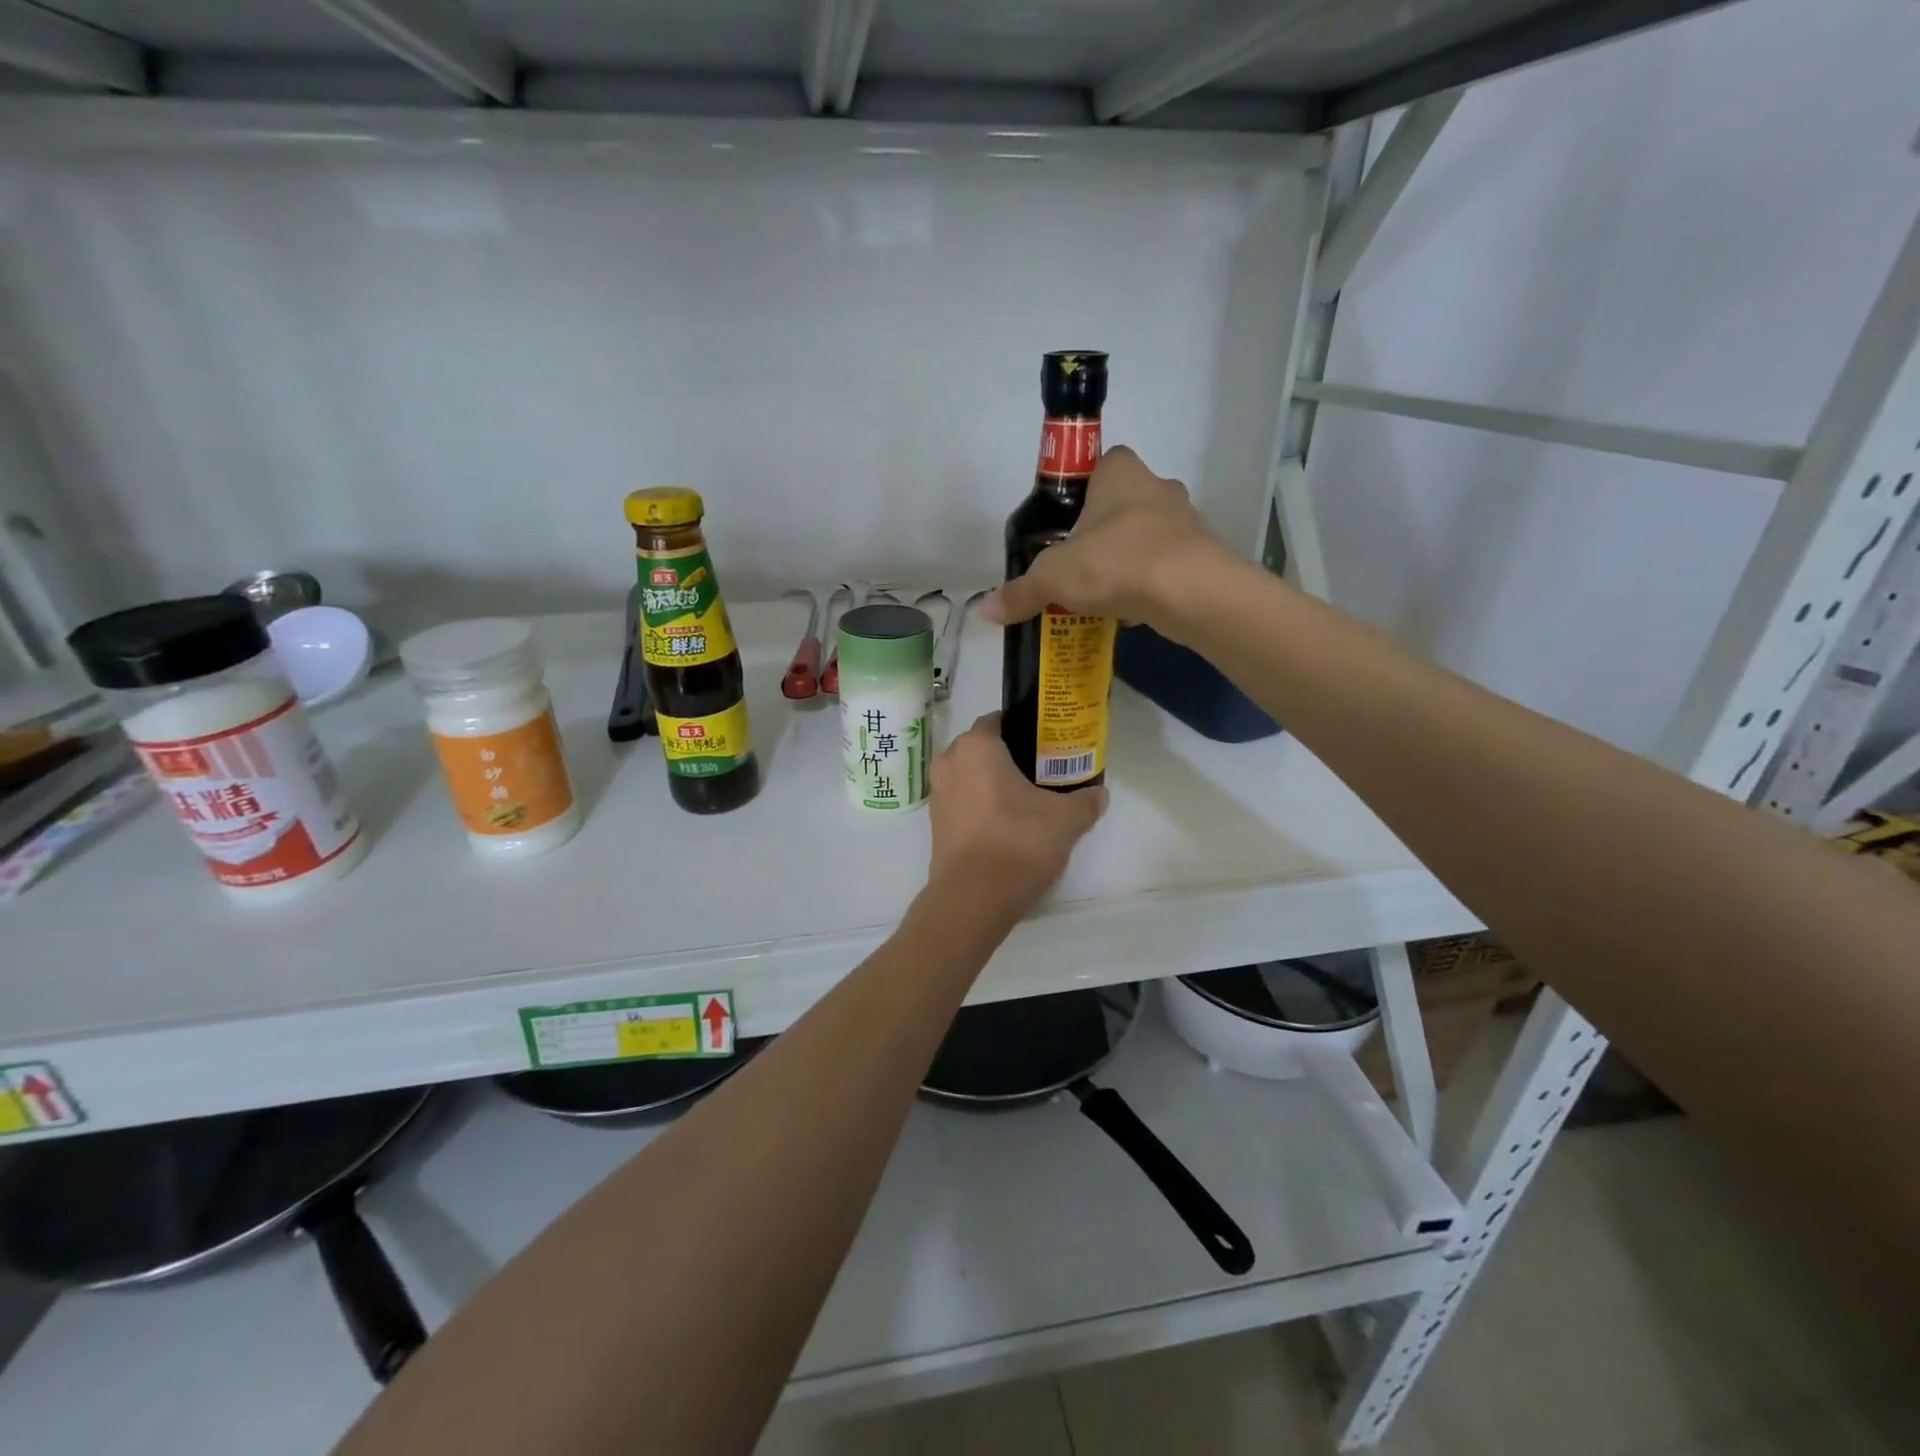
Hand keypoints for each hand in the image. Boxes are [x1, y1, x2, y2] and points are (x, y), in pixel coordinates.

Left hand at [928, 712, 1107, 918]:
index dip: (1025, 730)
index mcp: (976, 746)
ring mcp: (938, 794)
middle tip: (1044, 773)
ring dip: (995, 784)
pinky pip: (964, 803)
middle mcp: (949, 762)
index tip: (1048, 745)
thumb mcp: (1066, 819)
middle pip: (984, 750)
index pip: (999, 721)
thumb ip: (1084, 801)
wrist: (974, 897)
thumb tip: (1099, 794)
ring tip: (1029, 801)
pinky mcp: (935, 825)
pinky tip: (1009, 825)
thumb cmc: (1018, 841)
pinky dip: (983, 807)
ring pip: (972, 777)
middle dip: (1011, 758)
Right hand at [979, 446, 1228, 632]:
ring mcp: (1185, 521)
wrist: (1190, 592)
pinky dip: (1148, 585)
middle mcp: (1157, 487)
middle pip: (1122, 504)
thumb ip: (1021, 592)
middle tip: (1077, 564)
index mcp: (1120, 472)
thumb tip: (986, 611)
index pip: (1100, 463)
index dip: (1081, 489)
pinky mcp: (1201, 556)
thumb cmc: (1115, 562)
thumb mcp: (1053, 577)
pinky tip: (1130, 611)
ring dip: (1125, 561)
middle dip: (1100, 533)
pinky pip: (1165, 566)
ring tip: (1100, 595)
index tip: (1065, 523)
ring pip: (1145, 537)